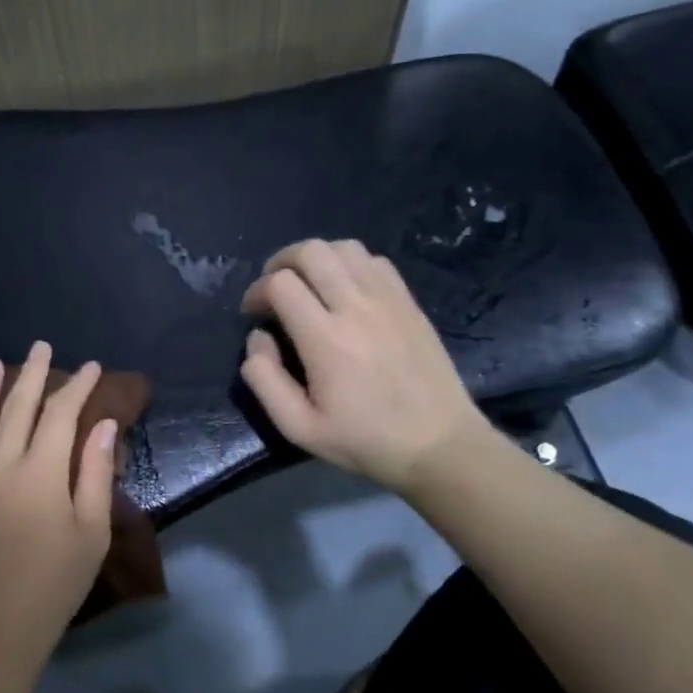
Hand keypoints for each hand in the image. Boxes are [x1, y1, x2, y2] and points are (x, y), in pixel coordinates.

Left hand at [0, 341, 119, 664]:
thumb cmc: (54, 582)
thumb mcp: (91, 532)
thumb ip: (93, 474)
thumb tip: (102, 426)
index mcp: (40, 471)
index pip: (61, 415)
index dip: (76, 387)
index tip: (90, 367)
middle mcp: (0, 464)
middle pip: (16, 408)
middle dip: (31, 374)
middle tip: (40, 346)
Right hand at [239, 239, 492, 496]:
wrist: (438, 445)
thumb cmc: (363, 439)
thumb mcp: (298, 427)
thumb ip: (265, 378)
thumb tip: (258, 337)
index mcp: (325, 338)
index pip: (281, 283)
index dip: (257, 291)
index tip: (254, 313)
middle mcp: (356, 307)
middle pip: (311, 251)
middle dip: (281, 262)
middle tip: (275, 289)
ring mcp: (388, 300)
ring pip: (344, 247)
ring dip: (317, 259)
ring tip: (308, 285)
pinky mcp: (409, 302)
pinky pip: (375, 261)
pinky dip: (351, 265)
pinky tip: (345, 290)